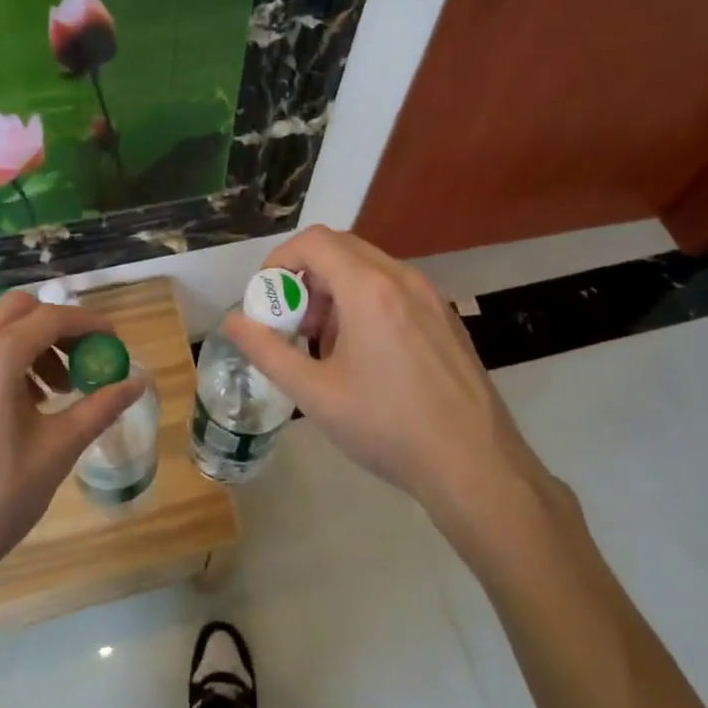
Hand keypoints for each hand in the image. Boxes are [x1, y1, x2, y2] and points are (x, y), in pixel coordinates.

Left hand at [0, 291, 143, 591]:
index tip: (113, 340)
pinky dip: (5, 358)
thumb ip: (100, 407)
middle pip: (19, 309)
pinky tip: (22, 403)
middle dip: (56, 326)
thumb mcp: (58, 449)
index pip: (51, 318)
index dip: (88, 324)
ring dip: (31, 342)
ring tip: (54, 391)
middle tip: (82, 360)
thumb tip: (136, 382)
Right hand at [221, 226, 550, 533]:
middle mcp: (403, 278)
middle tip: (293, 323)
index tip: (267, 299)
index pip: (314, 242)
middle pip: (341, 248)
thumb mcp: (315, 394)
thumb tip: (233, 322)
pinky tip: (365, 356)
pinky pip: (394, 288)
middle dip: (306, 276)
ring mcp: (430, 296)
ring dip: (335, 290)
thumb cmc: (387, 427)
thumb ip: (267, 351)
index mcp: (369, 288)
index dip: (280, 260)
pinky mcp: (446, 317)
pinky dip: (365, 301)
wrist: (475, 465)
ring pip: (369, 268)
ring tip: (326, 344)